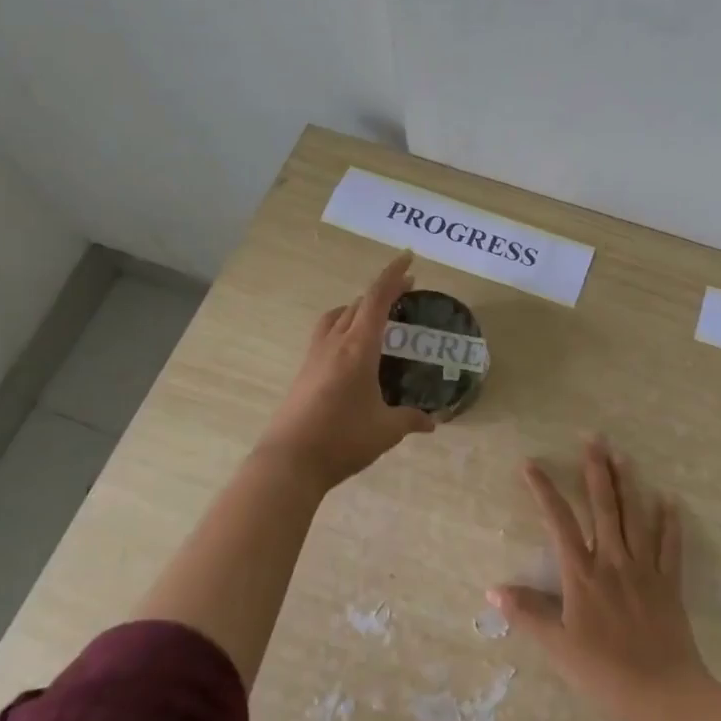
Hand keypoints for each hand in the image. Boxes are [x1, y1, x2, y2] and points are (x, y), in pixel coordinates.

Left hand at [255, 251, 434, 489]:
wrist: (289, 462)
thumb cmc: (342, 440)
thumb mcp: (385, 430)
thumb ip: (410, 420)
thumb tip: (432, 422)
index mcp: (358, 348)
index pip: (377, 299)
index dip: (393, 276)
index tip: (408, 258)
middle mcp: (335, 343)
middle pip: (357, 304)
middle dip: (381, 292)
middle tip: (404, 292)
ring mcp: (314, 356)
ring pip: (336, 316)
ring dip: (356, 307)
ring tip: (374, 317)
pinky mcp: (304, 372)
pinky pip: (325, 334)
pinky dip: (342, 326)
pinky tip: (351, 349)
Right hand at [490, 437, 708, 720]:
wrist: (662, 693)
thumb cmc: (603, 671)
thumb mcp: (558, 647)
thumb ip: (527, 614)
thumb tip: (492, 589)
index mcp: (582, 574)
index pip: (559, 521)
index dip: (544, 490)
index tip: (530, 463)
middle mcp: (613, 560)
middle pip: (603, 506)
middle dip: (596, 470)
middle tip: (593, 438)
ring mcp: (644, 569)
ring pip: (636, 516)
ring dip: (629, 484)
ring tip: (624, 455)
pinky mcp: (669, 583)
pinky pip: (671, 546)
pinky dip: (670, 522)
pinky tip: (669, 500)